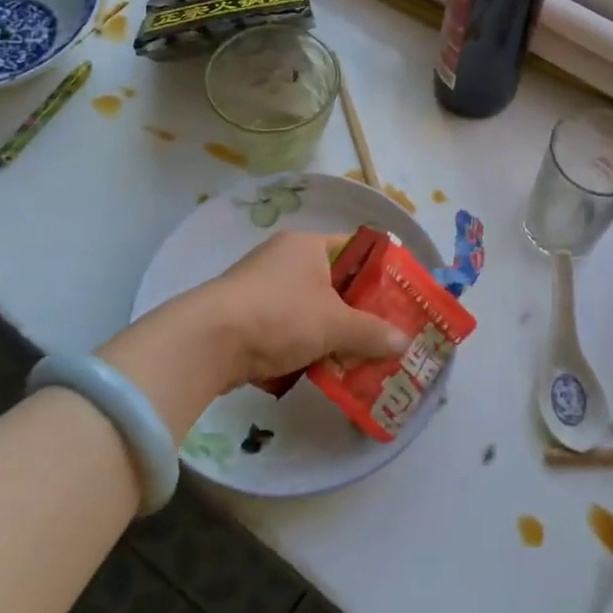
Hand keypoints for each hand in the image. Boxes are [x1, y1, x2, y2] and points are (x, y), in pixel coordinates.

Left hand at [197, 232, 410, 391]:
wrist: (208, 341)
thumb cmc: (280, 316)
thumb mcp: (334, 324)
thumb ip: (372, 332)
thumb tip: (405, 342)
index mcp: (308, 245)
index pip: (355, 249)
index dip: (380, 273)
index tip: (399, 300)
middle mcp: (284, 258)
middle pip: (334, 282)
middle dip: (358, 311)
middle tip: (384, 335)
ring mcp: (261, 286)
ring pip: (310, 308)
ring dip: (331, 332)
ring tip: (357, 358)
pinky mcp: (245, 314)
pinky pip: (287, 326)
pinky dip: (304, 344)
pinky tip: (319, 368)